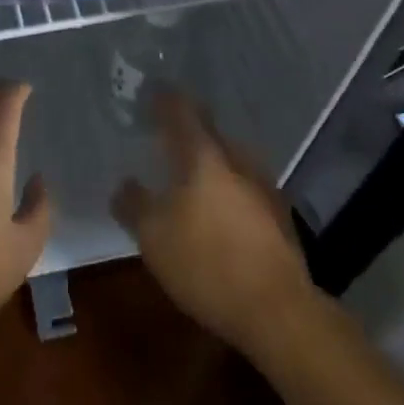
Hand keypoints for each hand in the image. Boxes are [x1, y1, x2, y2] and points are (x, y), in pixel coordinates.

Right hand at [113, 89, 315, 354]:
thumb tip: (124, 185)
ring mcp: (263, 186)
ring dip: (211, 159)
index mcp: (203, 154)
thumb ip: (134, 205)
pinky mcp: (279, 216)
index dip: (164, 100)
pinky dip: (229, 187)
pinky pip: (245, 186)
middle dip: (189, 128)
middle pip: (210, 131)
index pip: (180, 111)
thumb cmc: (207, 263)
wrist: (278, 311)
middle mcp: (235, 159)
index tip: (151, 93)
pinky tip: (220, 207)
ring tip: (192, 170)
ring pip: (230, 158)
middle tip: (167, 131)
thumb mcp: (153, 237)